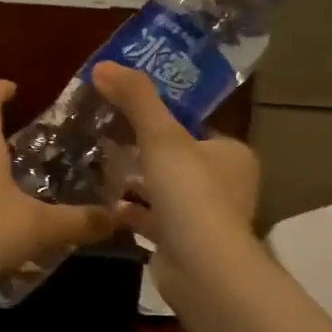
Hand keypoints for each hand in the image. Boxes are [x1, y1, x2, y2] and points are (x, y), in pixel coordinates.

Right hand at [90, 63, 260, 267]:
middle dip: (143, 151)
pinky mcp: (184, 243)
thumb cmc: (189, 192)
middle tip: (105, 137)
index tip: (125, 112)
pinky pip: (154, 219)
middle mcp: (225, 184)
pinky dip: (132, 211)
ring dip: (136, 181)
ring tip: (100, 165)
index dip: (161, 118)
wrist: (201, 266)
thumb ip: (136, 98)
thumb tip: (103, 65)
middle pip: (177, 159)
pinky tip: (105, 203)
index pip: (194, 127)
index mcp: (231, 154)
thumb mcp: (161, 135)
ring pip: (164, 190)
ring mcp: (205, 217)